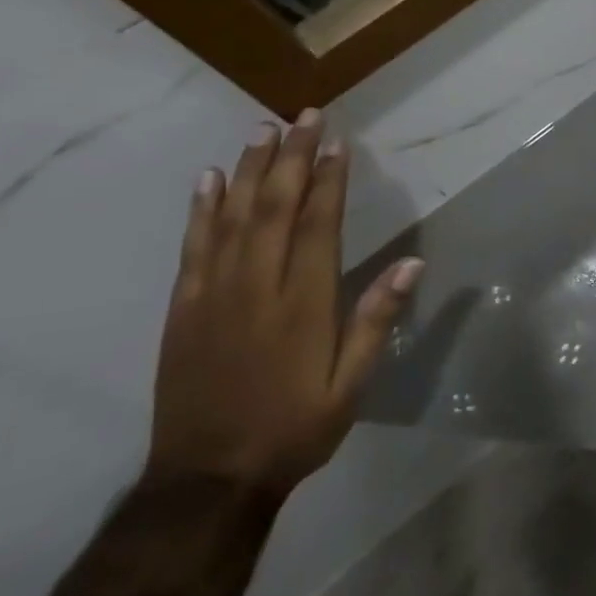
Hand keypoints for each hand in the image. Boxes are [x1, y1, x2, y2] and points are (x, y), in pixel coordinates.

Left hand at [147, 110, 423, 500]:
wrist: (208, 478)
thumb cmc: (294, 428)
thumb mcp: (351, 384)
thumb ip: (376, 320)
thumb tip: (412, 263)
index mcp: (303, 303)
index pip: (318, 224)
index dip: (329, 179)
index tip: (337, 142)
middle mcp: (256, 286)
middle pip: (274, 207)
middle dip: (291, 157)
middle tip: (304, 116)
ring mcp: (213, 294)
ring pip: (232, 217)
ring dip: (249, 170)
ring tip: (263, 130)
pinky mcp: (183, 308)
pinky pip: (193, 246)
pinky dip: (202, 208)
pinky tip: (210, 180)